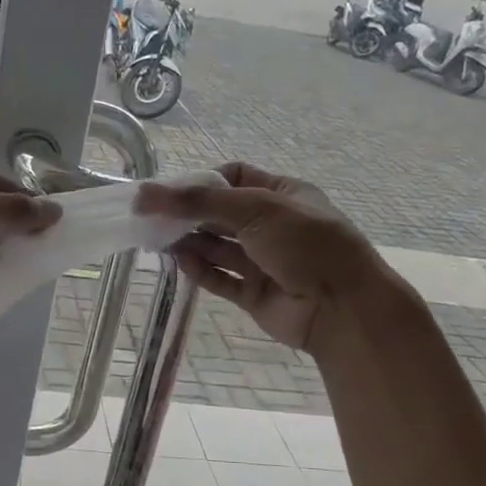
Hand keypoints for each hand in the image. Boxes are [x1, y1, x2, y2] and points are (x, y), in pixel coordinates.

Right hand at [137, 163, 380, 352]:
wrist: (341, 307)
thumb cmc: (304, 243)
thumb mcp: (254, 209)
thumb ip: (198, 201)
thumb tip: (145, 194)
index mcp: (283, 195)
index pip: (235, 177)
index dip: (203, 181)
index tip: (171, 191)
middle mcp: (272, 225)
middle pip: (221, 213)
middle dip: (189, 213)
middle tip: (152, 216)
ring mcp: (263, 261)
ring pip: (218, 247)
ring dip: (190, 242)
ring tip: (158, 239)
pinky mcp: (254, 294)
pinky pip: (220, 278)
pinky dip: (199, 270)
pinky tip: (179, 261)